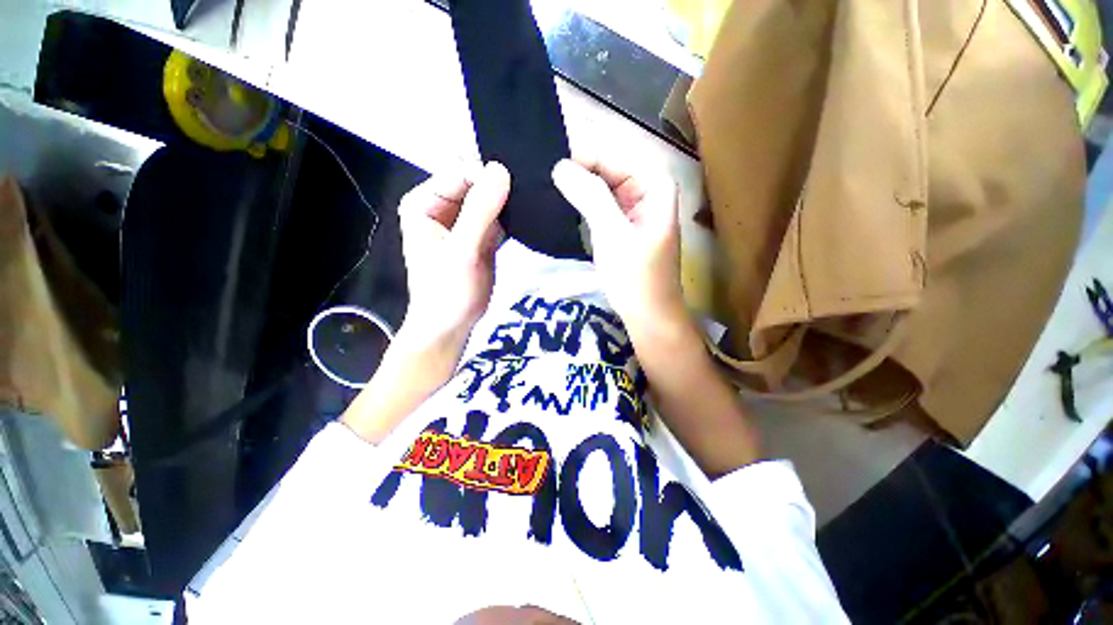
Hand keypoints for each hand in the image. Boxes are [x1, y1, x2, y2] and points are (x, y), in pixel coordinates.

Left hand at [399, 161, 509, 348]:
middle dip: (499, 189)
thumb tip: (501, 169)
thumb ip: (479, 211)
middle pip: (476, 184)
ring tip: (529, 206)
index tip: (514, 187)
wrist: (452, 326)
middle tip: (527, 195)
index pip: (460, 173)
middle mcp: (442, 207)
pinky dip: (511, 219)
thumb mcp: (461, 250)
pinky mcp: (481, 237)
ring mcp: (463, 222)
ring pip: (490, 200)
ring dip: (508, 203)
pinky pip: (498, 218)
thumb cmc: (447, 291)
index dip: (486, 177)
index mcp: (425, 203)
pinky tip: (526, 220)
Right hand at [551, 156, 687, 341]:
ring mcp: (635, 207)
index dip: (580, 154)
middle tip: (540, 173)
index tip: (547, 162)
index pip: (613, 154)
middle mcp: (648, 189)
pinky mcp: (623, 224)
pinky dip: (583, 203)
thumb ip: (590, 196)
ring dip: (578, 186)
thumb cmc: (635, 278)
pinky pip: (601, 204)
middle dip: (578, 169)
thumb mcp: (612, 235)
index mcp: (655, 184)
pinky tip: (562, 201)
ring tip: (545, 184)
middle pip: (608, 167)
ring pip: (602, 186)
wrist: (648, 316)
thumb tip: (559, 166)